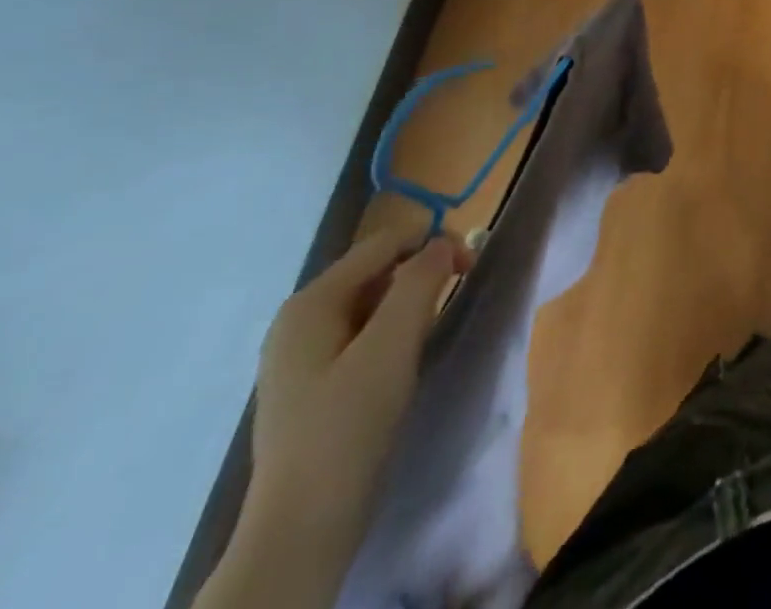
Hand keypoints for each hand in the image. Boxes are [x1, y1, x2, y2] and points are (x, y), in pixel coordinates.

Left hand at [212, 222, 472, 608]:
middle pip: (376, 269)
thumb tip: (444, 243)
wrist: (302, 528)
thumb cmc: (348, 426)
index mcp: (311, 302)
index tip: (470, 267)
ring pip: (371, 302)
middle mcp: (299, 319)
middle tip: (454, 298)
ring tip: (431, 331)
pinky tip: (404, 360)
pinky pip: (361, 334)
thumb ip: (421, 282)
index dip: (432, 242)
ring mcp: (301, 354)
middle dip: (421, 273)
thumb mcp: (393, 345)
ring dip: (409, 304)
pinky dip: (391, 332)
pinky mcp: (312, 384)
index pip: (384, 242)